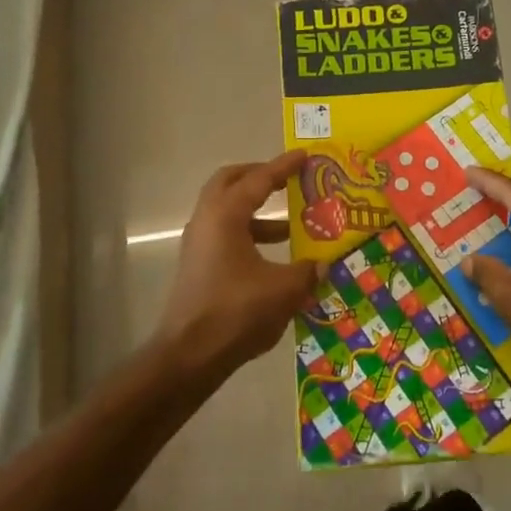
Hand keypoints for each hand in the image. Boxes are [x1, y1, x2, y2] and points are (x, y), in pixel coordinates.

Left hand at [158, 151, 320, 377]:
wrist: (189, 355)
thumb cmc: (236, 312)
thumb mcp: (283, 290)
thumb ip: (306, 271)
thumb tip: (322, 264)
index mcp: (225, 215)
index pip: (258, 179)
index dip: (283, 167)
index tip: (304, 155)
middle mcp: (207, 220)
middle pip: (230, 182)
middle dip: (259, 176)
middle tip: (287, 180)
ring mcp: (198, 243)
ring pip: (227, 210)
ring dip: (256, 211)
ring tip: (291, 226)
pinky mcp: (198, 266)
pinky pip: (225, 234)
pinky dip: (249, 234)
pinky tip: (274, 258)